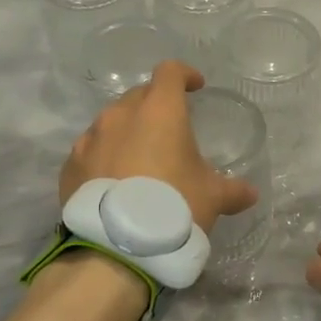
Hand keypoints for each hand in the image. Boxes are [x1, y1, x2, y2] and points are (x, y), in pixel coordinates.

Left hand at [59, 60, 257, 231]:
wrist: (117, 247)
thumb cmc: (174, 207)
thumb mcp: (213, 198)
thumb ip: (233, 190)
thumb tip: (250, 194)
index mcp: (159, 111)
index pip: (170, 72)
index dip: (185, 75)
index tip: (195, 87)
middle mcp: (120, 115)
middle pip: (139, 95)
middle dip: (155, 105)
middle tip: (170, 129)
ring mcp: (90, 139)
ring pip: (111, 122)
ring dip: (127, 132)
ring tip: (140, 158)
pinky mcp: (70, 165)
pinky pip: (91, 151)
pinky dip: (104, 157)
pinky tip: (114, 182)